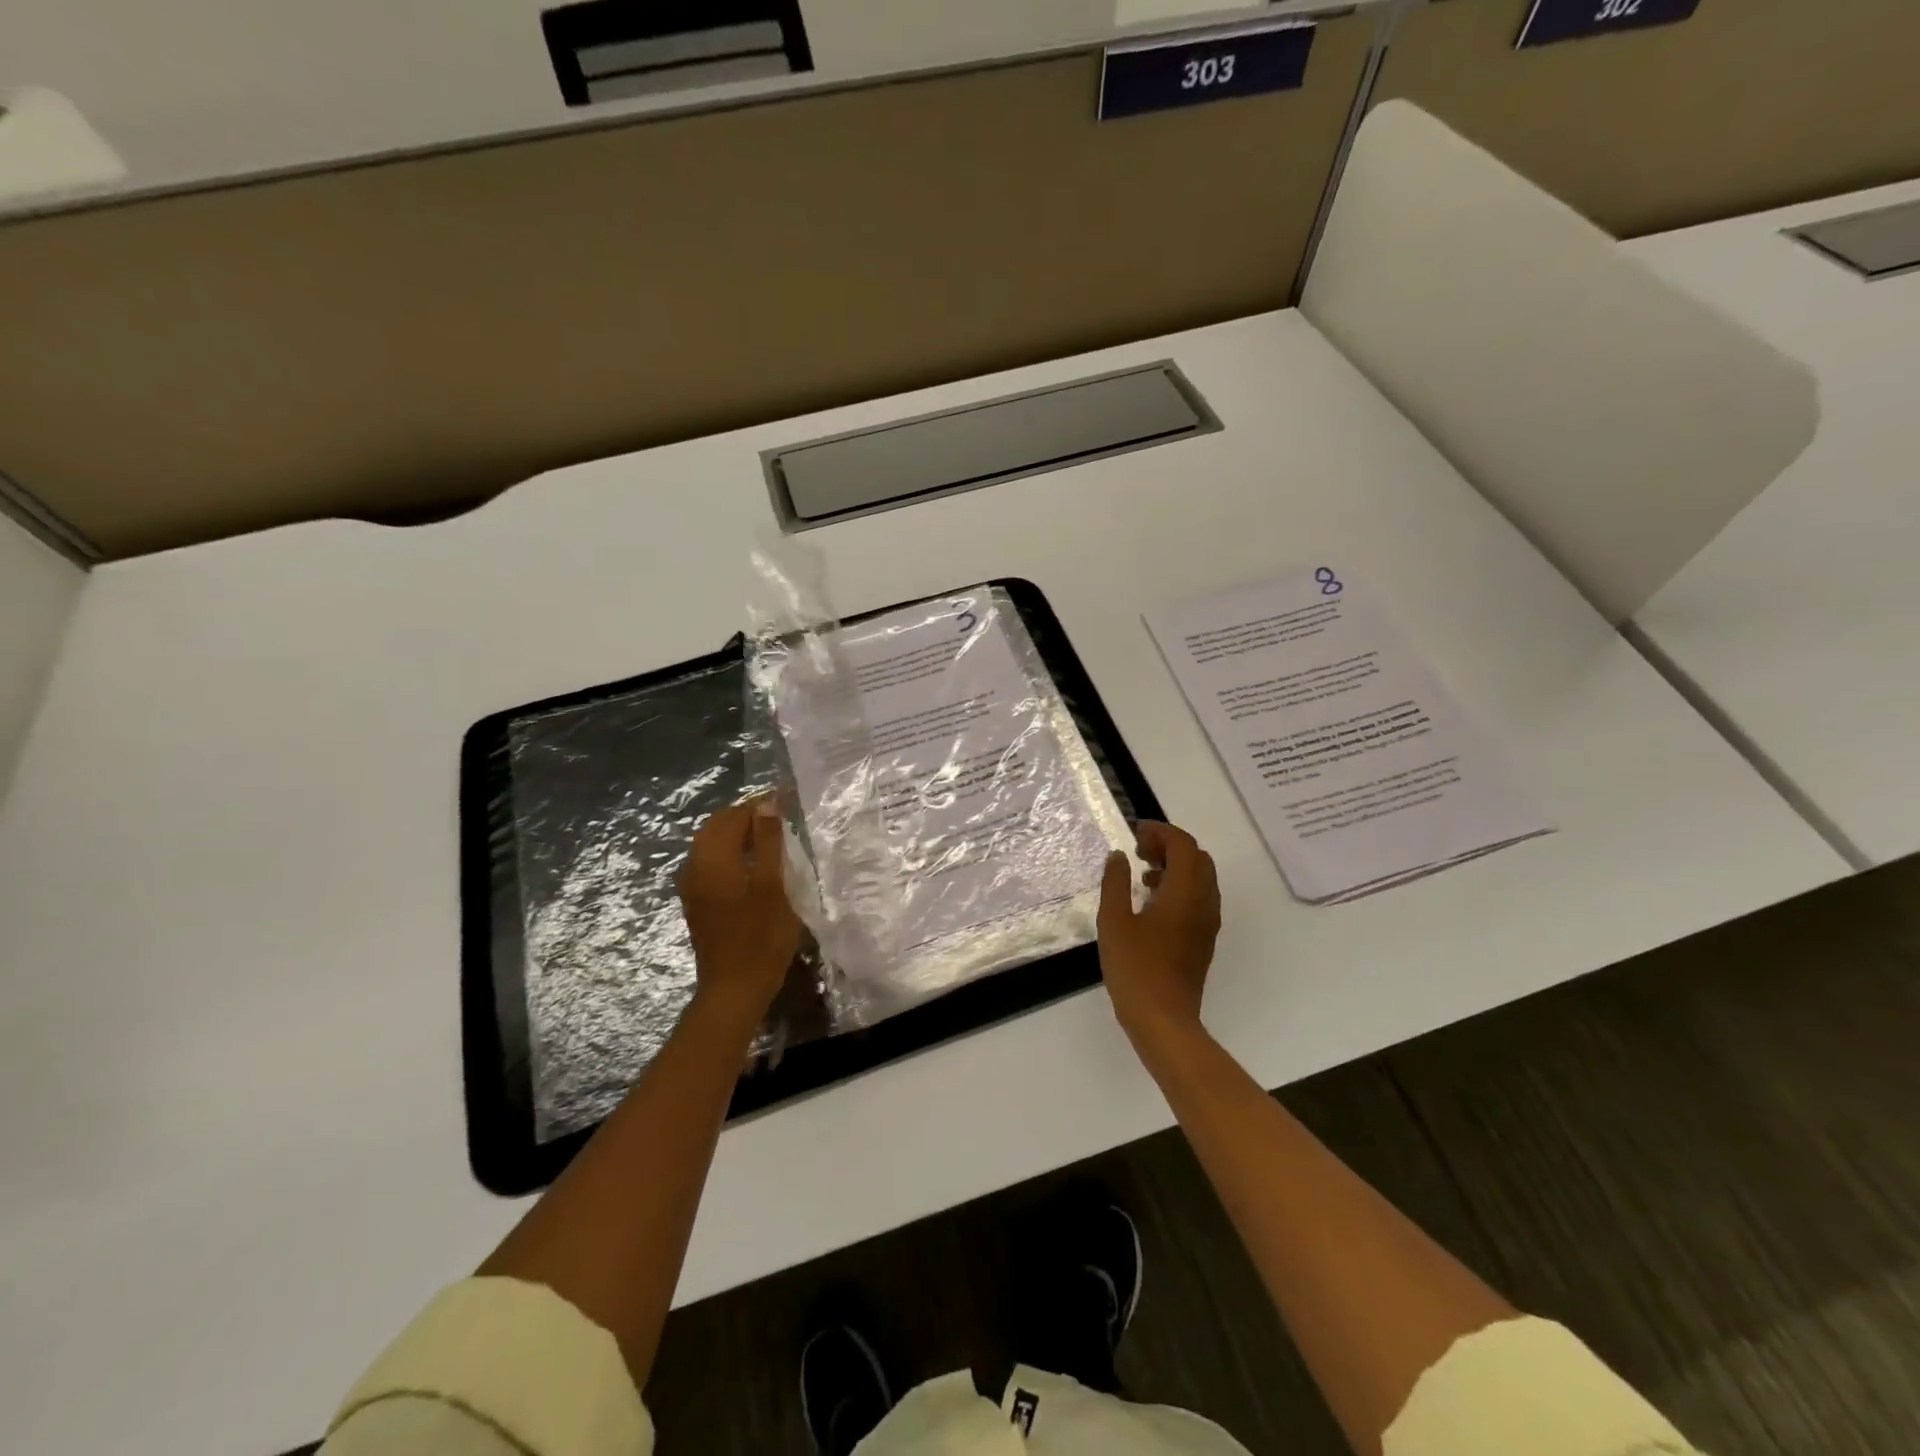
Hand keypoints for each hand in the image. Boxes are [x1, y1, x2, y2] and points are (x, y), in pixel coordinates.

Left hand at [679, 796, 803, 1022]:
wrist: (735, 989)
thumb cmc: (761, 937)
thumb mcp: (774, 885)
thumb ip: (769, 841)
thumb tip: (766, 804)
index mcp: (713, 858)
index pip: (734, 815)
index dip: (760, 804)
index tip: (787, 798)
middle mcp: (695, 866)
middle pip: (717, 826)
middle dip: (747, 815)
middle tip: (780, 815)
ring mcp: (693, 885)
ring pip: (712, 844)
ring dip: (738, 834)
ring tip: (772, 836)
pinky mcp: (697, 901)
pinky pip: (711, 862)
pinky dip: (731, 852)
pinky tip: (753, 863)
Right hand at [1098, 821, 1221, 1047]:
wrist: (1163, 1020)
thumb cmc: (1135, 968)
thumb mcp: (1114, 921)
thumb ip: (1116, 883)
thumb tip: (1119, 856)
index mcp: (1185, 893)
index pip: (1183, 845)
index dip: (1161, 832)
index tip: (1134, 833)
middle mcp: (1204, 903)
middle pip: (1197, 858)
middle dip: (1170, 846)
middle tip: (1139, 850)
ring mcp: (1207, 923)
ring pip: (1201, 878)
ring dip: (1175, 866)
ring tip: (1141, 873)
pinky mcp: (1203, 939)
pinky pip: (1198, 898)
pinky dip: (1179, 886)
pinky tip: (1151, 901)